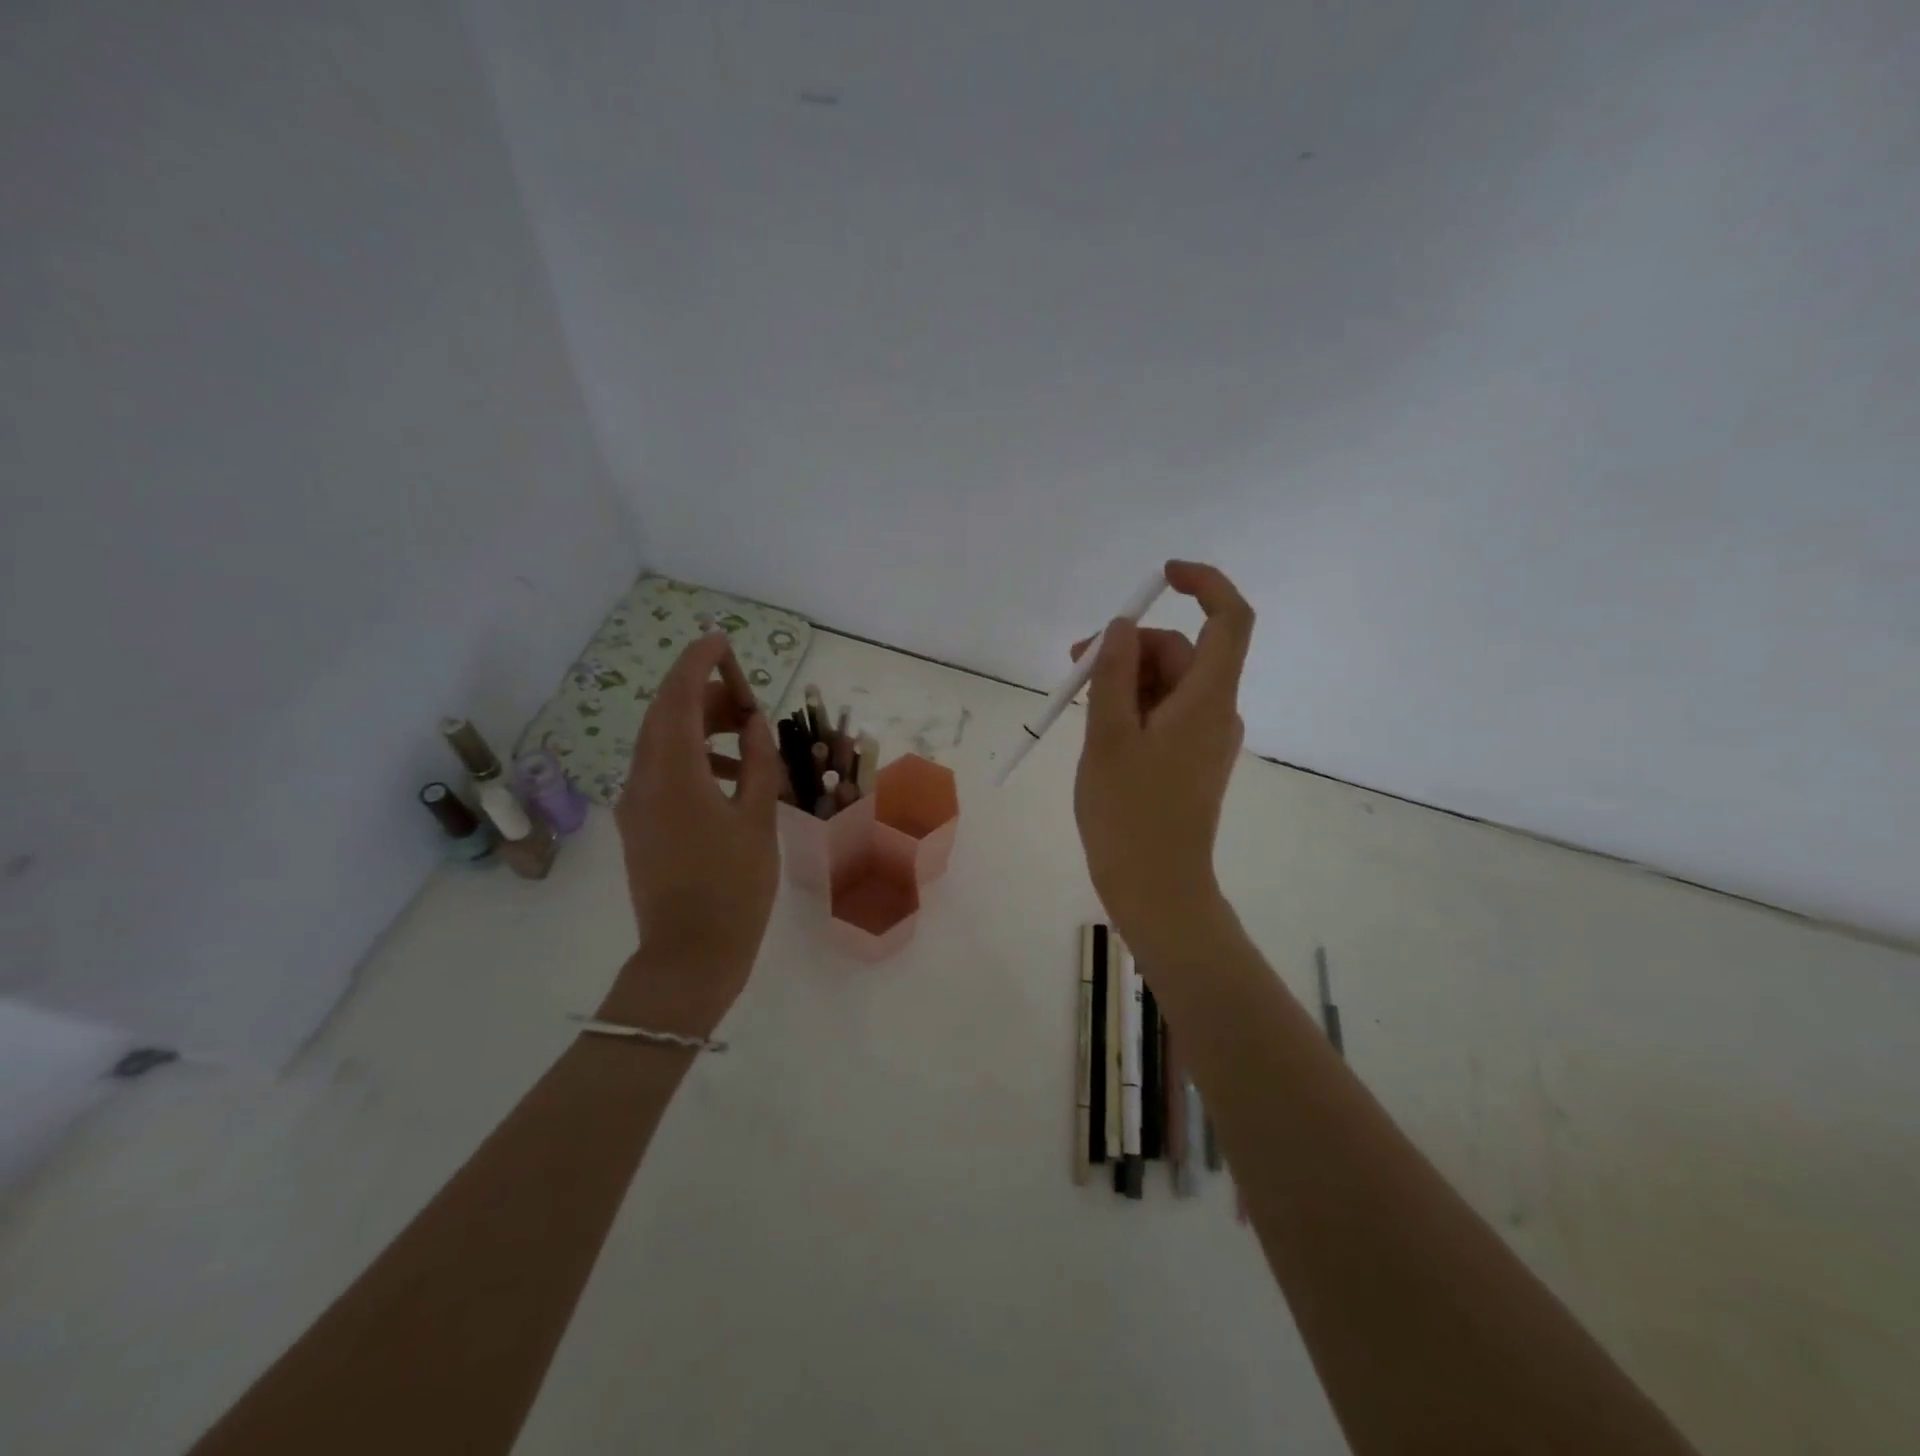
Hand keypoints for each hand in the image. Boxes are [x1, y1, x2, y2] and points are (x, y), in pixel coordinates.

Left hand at [612, 631, 781, 1019]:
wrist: (690, 955)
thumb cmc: (734, 886)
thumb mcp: (757, 818)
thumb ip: (755, 762)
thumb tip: (751, 723)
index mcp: (672, 773)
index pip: (678, 697)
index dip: (697, 663)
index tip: (721, 641)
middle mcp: (642, 779)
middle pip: (665, 716)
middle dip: (702, 694)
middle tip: (745, 695)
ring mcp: (635, 804)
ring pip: (661, 743)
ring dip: (698, 727)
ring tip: (744, 734)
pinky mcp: (639, 825)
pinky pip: (660, 772)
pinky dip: (691, 758)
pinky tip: (727, 776)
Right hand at [1072, 560, 1253, 953]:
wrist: (1157, 888)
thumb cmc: (1129, 813)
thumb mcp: (1107, 736)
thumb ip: (1113, 674)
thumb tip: (1119, 628)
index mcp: (1206, 699)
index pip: (1230, 619)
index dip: (1204, 583)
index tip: (1162, 576)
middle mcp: (1216, 711)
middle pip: (1181, 652)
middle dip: (1128, 647)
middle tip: (1073, 666)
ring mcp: (1206, 738)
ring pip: (1168, 684)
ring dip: (1124, 679)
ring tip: (1077, 704)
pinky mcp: (1192, 759)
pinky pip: (1165, 713)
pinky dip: (1133, 707)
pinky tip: (1099, 728)